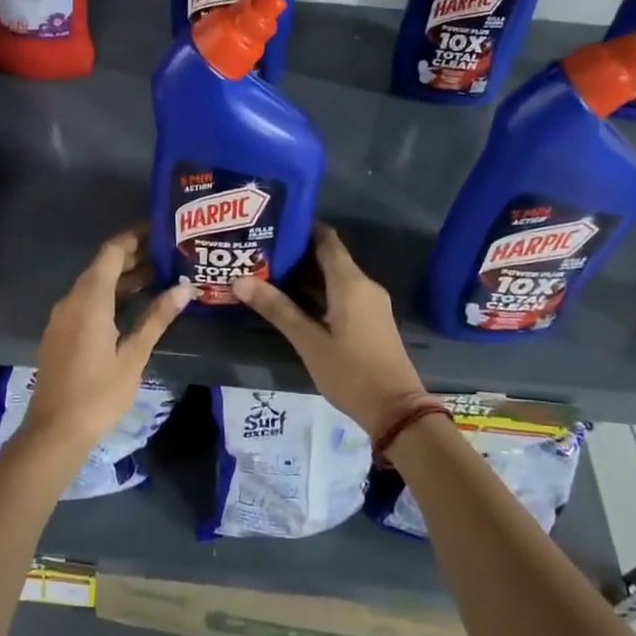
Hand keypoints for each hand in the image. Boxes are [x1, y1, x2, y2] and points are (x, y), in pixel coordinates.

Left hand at [25, 228, 190, 450]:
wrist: (55, 431)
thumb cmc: (99, 393)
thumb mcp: (134, 355)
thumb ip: (157, 318)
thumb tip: (184, 288)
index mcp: (89, 299)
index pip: (112, 252)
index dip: (135, 237)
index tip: (162, 231)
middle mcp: (72, 300)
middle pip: (103, 266)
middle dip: (135, 258)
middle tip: (170, 256)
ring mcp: (63, 317)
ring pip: (95, 285)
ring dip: (124, 279)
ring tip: (161, 279)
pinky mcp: (61, 333)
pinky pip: (87, 302)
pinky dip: (111, 296)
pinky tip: (135, 307)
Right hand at [231, 224, 430, 438]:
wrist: (396, 410)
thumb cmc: (351, 372)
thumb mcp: (308, 342)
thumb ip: (277, 308)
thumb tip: (240, 280)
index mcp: (350, 282)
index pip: (326, 239)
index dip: (301, 228)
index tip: (272, 225)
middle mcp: (363, 285)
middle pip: (328, 257)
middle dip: (296, 254)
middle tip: (260, 252)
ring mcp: (370, 303)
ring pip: (334, 278)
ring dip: (306, 276)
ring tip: (268, 274)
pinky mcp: (370, 320)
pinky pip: (342, 294)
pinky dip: (319, 293)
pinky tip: (294, 302)